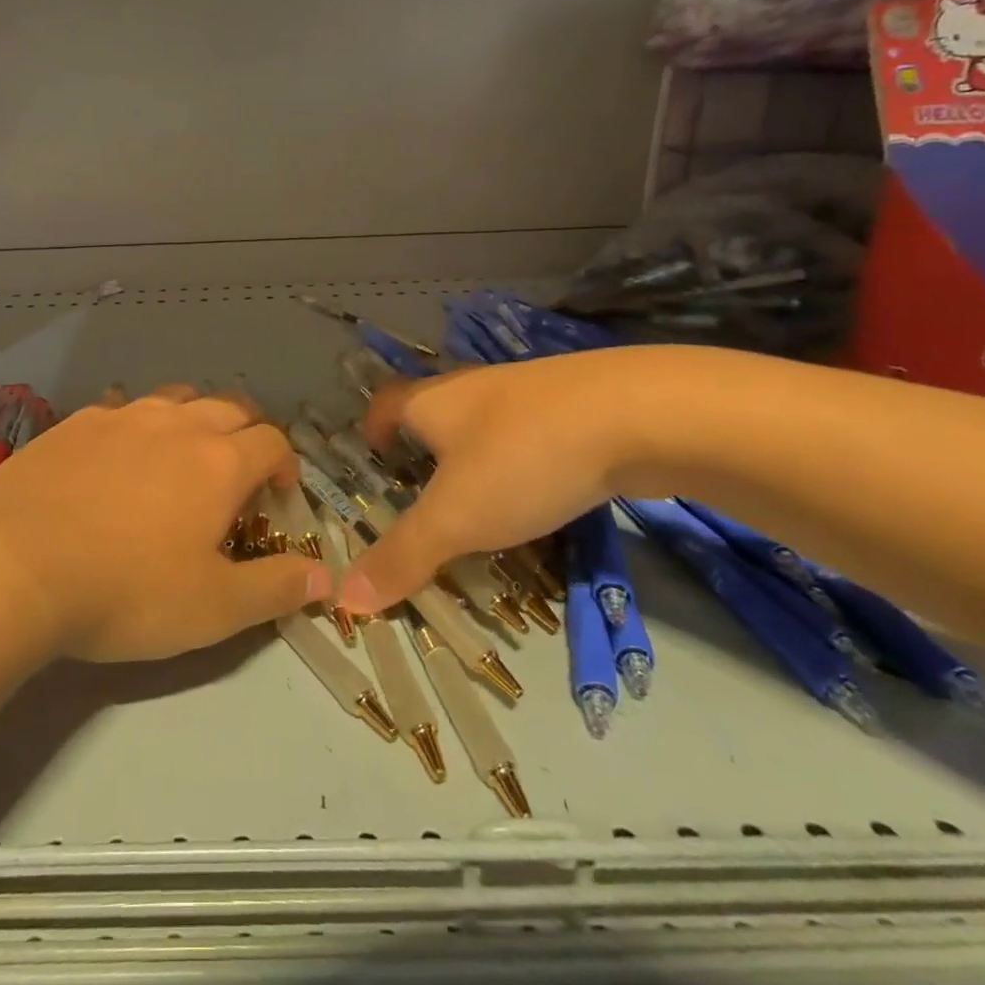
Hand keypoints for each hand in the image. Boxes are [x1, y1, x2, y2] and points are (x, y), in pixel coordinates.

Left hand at [0, 388, 330, 662]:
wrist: (12, 563)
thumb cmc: (125, 590)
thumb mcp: (212, 608)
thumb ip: (275, 588)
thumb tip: (325, 575)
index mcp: (219, 461)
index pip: (272, 442)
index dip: (286, 465)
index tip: (280, 494)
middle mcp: (176, 424)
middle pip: (229, 407)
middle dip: (247, 432)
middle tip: (240, 469)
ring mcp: (121, 416)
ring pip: (175, 398)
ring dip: (194, 418)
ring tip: (184, 453)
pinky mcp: (75, 422)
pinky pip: (121, 408)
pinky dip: (137, 423)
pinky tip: (119, 453)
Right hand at [338, 352, 646, 612]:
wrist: (640, 414)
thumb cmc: (523, 459)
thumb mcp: (457, 517)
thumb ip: (403, 555)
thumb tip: (344, 597)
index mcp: (433, 402)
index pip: (386, 403)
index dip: (374, 428)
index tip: (376, 458)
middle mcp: (473, 387)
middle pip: (435, 412)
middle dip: (426, 449)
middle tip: (427, 494)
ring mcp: (529, 390)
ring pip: (487, 424)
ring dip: (478, 457)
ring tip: (485, 503)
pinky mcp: (578, 403)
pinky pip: (532, 433)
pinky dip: (525, 460)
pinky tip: (545, 491)